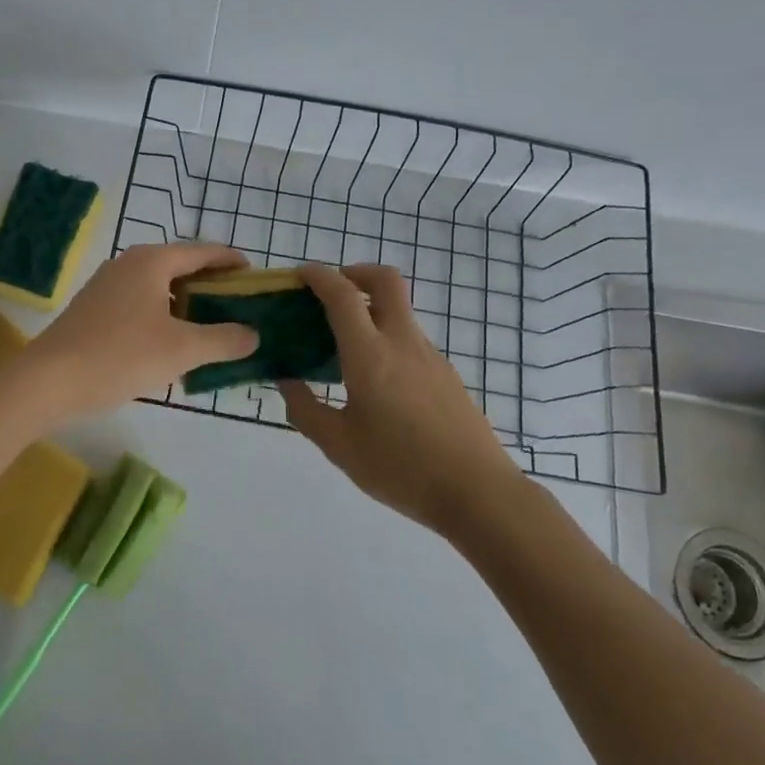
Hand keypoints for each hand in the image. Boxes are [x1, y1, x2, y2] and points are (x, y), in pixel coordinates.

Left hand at [26, 243, 260, 419]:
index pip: (204, 251)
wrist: (49, 380)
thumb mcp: (182, 349)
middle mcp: (129, 263)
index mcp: (152, 261)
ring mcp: (107, 286)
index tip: (256, 278)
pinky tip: (171, 345)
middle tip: (239, 309)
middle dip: (212, 286)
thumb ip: (224, 339)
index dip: (233, 262)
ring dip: (187, 305)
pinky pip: (140, 305)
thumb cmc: (121, 355)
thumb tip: (254, 335)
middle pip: (181, 267)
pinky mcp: (94, 309)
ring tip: (211, 330)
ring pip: (159, 288)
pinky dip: (163, 317)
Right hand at [281, 264, 525, 531]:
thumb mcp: (339, 445)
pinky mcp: (446, 373)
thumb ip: (305, 410)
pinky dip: (385, 337)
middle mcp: (402, 342)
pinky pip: (409, 339)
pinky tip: (374, 380)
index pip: (342, 294)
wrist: (477, 492)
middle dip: (355, 272)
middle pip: (385, 280)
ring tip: (342, 347)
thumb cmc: (401, 468)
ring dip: (369, 309)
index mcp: (370, 355)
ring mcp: (429, 356)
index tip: (299, 275)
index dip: (318, 275)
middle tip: (330, 292)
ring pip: (398, 311)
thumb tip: (287, 382)